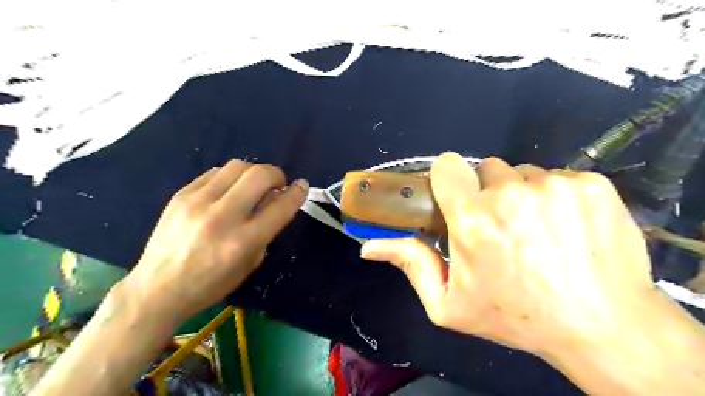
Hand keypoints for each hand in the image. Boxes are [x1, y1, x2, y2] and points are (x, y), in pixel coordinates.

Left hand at [122, 160, 308, 321]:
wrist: (157, 289)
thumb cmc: (211, 284)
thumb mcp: (250, 263)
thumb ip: (267, 231)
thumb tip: (276, 201)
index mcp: (243, 241)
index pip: (280, 207)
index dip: (297, 192)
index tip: (301, 186)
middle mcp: (222, 217)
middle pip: (260, 175)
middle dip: (277, 175)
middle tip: (277, 185)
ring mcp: (198, 202)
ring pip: (238, 166)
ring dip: (254, 173)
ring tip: (252, 187)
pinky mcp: (180, 195)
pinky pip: (215, 172)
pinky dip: (231, 177)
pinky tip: (229, 190)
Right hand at [361, 154, 658, 356]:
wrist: (602, 327)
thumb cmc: (515, 317)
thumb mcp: (449, 304)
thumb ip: (409, 265)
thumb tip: (369, 247)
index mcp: (472, 220)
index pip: (448, 165)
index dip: (449, 179)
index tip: (457, 198)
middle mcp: (510, 194)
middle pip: (487, 169)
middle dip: (487, 192)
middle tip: (500, 227)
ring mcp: (555, 185)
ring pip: (523, 173)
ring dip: (521, 194)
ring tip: (535, 230)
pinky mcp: (591, 184)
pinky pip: (558, 175)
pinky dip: (556, 195)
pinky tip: (565, 227)